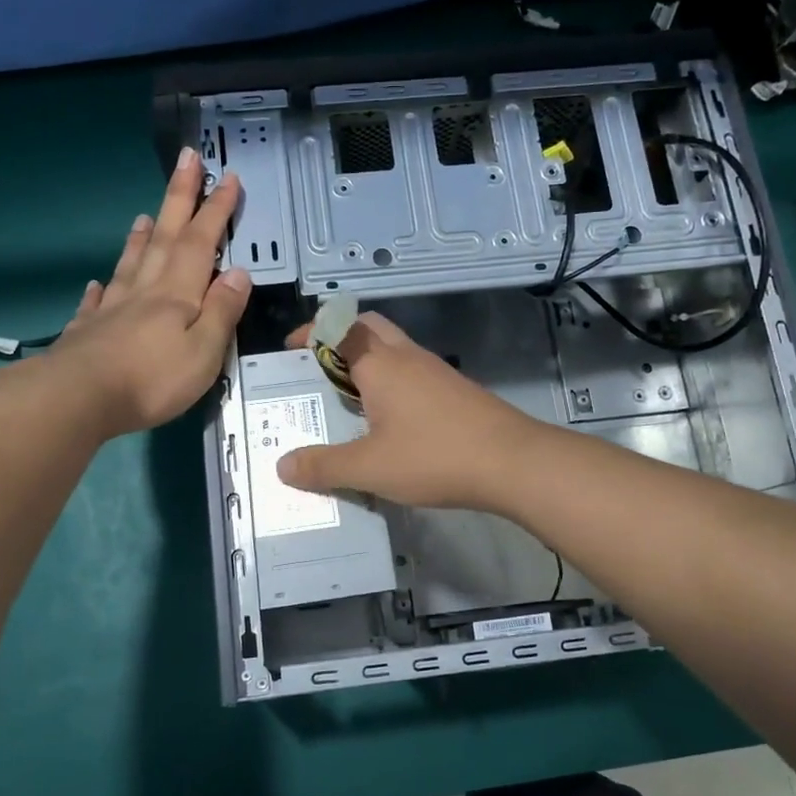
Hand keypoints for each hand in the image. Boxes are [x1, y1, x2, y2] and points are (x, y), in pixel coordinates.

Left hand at [30, 147, 252, 437]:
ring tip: (144, 216)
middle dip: (178, 199)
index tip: (226, 177)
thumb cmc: (151, 379)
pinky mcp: (88, 332)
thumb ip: (222, 312)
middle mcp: (144, 292)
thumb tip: (238, 273)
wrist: (77, 399)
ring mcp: (112, 310)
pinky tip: (98, 283)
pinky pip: (97, 302)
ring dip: (141, 238)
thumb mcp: (204, 352)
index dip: (215, 210)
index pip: (200, 243)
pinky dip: (102, 289)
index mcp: (177, 294)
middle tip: (186, 160)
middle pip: (164, 238)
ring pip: (130, 264)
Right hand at [276, 312, 541, 509]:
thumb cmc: (434, 457)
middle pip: (368, 327)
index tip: (290, 348)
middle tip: (318, 369)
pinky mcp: (455, 390)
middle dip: (339, 338)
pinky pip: (413, 372)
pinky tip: (389, 420)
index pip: (338, 328)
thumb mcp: (369, 468)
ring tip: (347, 399)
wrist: (512, 462)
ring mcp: (436, 371)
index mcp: (380, 364)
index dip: (311, 332)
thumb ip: (324, 467)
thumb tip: (283, 466)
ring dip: (367, 361)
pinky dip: (392, 381)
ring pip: (393, 349)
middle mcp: (407, 356)